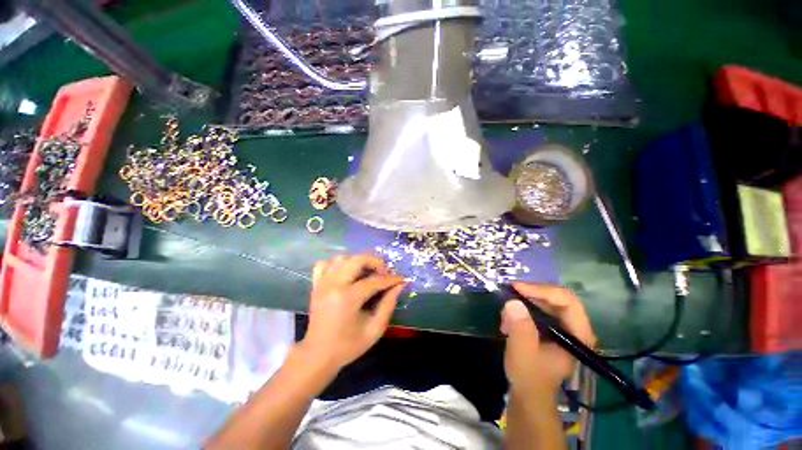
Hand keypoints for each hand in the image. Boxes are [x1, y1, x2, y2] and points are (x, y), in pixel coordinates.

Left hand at [299, 254, 405, 371]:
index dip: (391, 279)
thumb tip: (399, 286)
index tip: (401, 279)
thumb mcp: (374, 329)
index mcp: (348, 298)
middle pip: (357, 260)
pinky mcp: (316, 285)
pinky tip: (346, 273)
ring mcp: (322, 283)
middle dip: (375, 262)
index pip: (374, 280)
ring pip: (342, 258)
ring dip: (358, 261)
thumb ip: (388, 305)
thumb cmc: (348, 346)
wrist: (318, 356)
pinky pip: (325, 264)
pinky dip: (337, 264)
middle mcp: (333, 285)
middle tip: (384, 273)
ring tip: (367, 273)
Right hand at [501, 283, 595, 394]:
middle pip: (557, 297)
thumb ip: (520, 328)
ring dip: (523, 302)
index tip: (518, 289)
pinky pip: (537, 308)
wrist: (528, 393)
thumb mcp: (523, 353)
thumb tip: (513, 302)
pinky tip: (507, 320)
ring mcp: (562, 326)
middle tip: (509, 292)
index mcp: (578, 335)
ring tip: (505, 314)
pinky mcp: (550, 327)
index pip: (568, 301)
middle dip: (531, 293)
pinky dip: (521, 309)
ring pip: (545, 301)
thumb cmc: (529, 376)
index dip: (543, 291)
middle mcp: (574, 327)